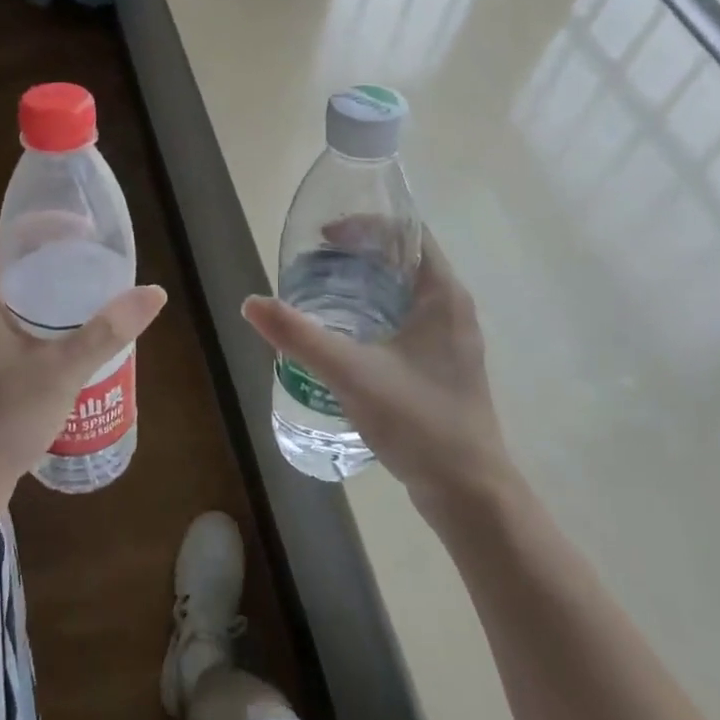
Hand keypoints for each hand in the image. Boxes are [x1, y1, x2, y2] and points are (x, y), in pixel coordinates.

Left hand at [0, 228, 166, 507]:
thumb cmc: (5, 416)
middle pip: (12, 264)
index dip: (43, 223)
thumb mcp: (63, 370)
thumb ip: (108, 331)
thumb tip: (154, 293)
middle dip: (52, 253)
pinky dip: (40, 313)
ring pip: (13, 295)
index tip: (84, 225)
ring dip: (47, 285)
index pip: (7, 238)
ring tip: (88, 287)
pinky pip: (12, 320)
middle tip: (94, 255)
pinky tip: (69, 331)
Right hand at [242, 226, 510, 513]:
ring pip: (403, 293)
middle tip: (312, 265)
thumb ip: (300, 336)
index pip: (408, 233)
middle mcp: (452, 308)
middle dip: (357, 256)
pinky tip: (343, 337)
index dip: (365, 225)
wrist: (469, 493)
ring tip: (319, 295)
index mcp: (443, 295)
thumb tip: (251, 303)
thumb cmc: (419, 421)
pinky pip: (405, 321)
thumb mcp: (351, 373)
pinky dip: (373, 314)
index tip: (324, 238)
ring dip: (364, 286)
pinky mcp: (442, 366)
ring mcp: (450, 339)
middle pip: (403, 261)